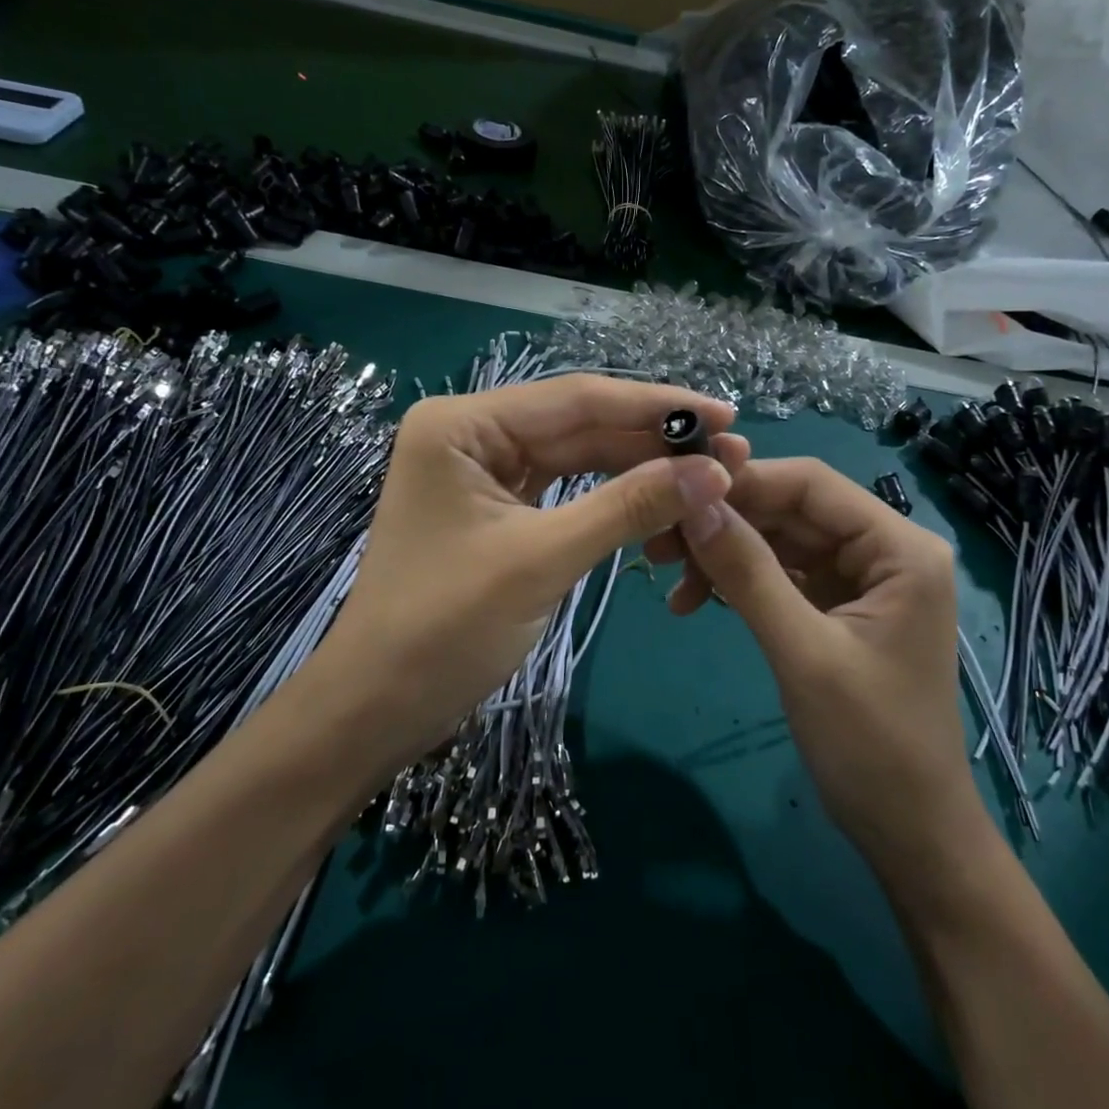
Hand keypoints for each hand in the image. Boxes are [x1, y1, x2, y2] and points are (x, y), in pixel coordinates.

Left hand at [308, 375, 748, 773]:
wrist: (377, 709)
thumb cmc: (445, 629)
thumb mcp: (542, 559)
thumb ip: (628, 507)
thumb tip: (713, 472)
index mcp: (462, 423)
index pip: (576, 399)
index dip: (656, 406)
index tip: (726, 416)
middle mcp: (471, 432)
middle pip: (579, 423)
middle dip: (653, 439)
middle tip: (730, 450)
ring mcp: (482, 470)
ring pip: (576, 455)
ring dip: (639, 464)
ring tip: (707, 471)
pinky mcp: (496, 507)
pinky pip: (565, 488)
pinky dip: (611, 494)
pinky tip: (659, 493)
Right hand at [652, 458, 976, 867]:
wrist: (909, 833)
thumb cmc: (870, 744)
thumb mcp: (802, 652)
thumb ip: (748, 572)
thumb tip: (693, 503)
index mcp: (900, 547)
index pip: (812, 484)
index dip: (743, 481)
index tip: (677, 494)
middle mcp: (885, 550)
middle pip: (792, 511)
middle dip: (726, 523)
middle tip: (658, 544)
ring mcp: (862, 580)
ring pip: (781, 542)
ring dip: (726, 555)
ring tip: (669, 580)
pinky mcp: (840, 608)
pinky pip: (783, 575)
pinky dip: (740, 583)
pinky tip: (697, 601)